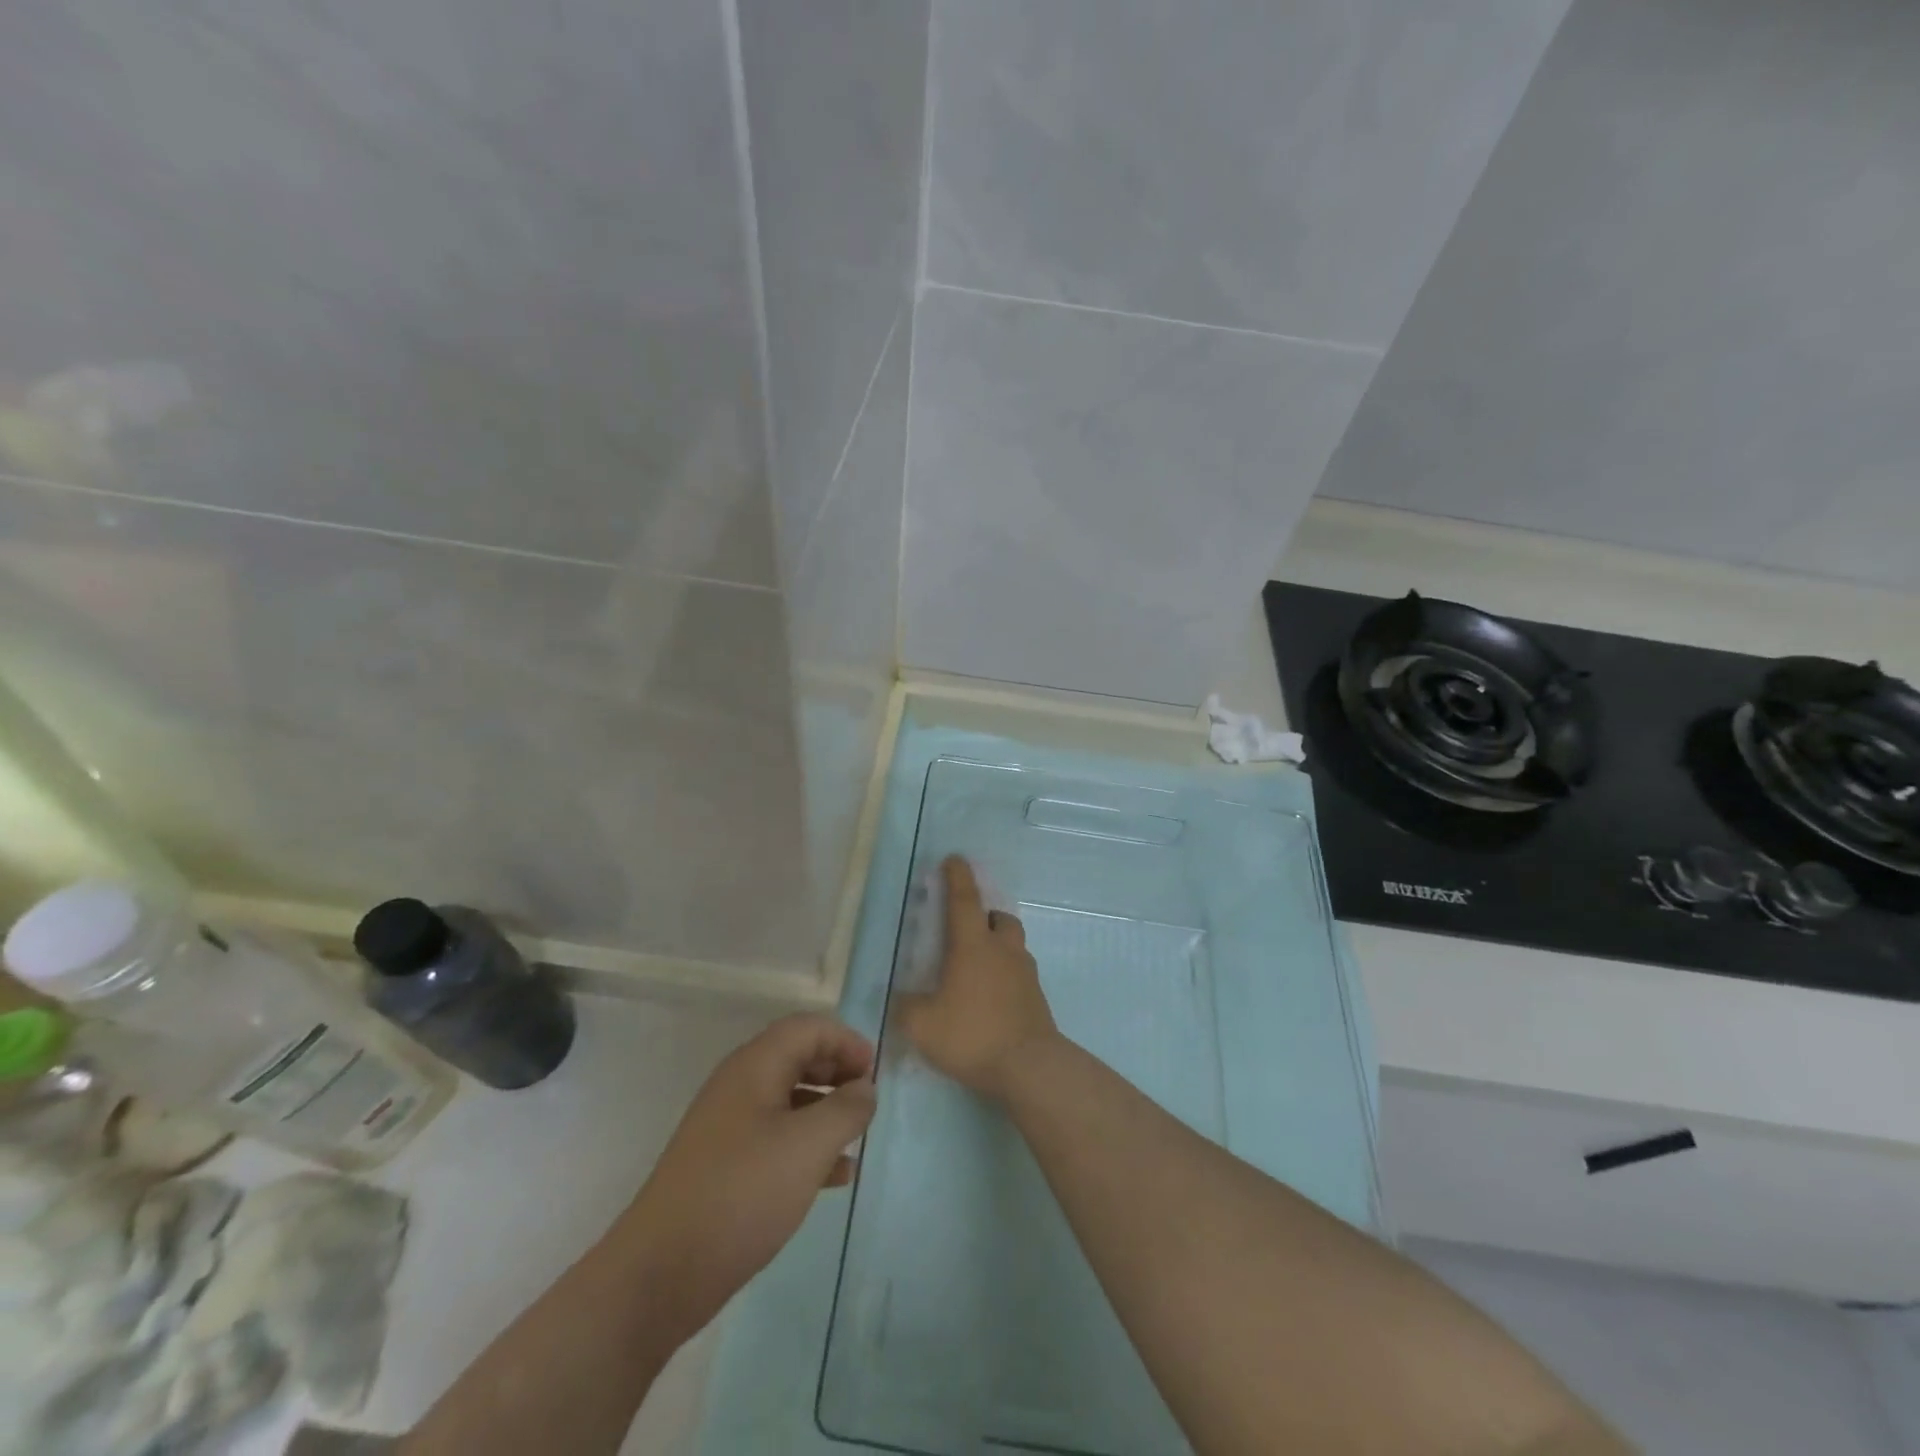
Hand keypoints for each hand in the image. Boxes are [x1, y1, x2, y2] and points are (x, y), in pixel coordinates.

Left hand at [623, 1013, 875, 1341]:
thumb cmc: (741, 1194)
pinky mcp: (724, 1165)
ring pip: (788, 1099)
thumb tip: (865, 1088)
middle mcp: (739, 1086)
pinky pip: (776, 1138)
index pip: (807, 1028)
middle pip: (797, 1057)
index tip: (874, 1071)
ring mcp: (728, 1127)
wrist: (659, 1274)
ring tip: (857, 1138)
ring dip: (826, 1110)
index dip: (845, 1040)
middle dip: (837, 1072)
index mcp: (755, 1066)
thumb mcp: (807, 1147)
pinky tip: (835, 1177)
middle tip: (867, 1101)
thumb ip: (846, 1110)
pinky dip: (807, 1146)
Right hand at [898, 856, 1059, 1099]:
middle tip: (966, 931)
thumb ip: (906, 1007)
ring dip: (997, 947)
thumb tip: (902, 999)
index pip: (964, 899)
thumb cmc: (972, 1035)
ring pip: (1013, 946)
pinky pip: (1019, 975)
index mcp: (973, 945)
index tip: (954, 859)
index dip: (957, 876)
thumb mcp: (922, 1025)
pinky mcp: (1037, 999)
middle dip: (984, 916)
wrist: (1030, 1067)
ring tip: (976, 971)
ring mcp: (1025, 974)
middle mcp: (1003, 950)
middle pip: (999, 918)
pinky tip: (991, 1000)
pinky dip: (1005, 977)